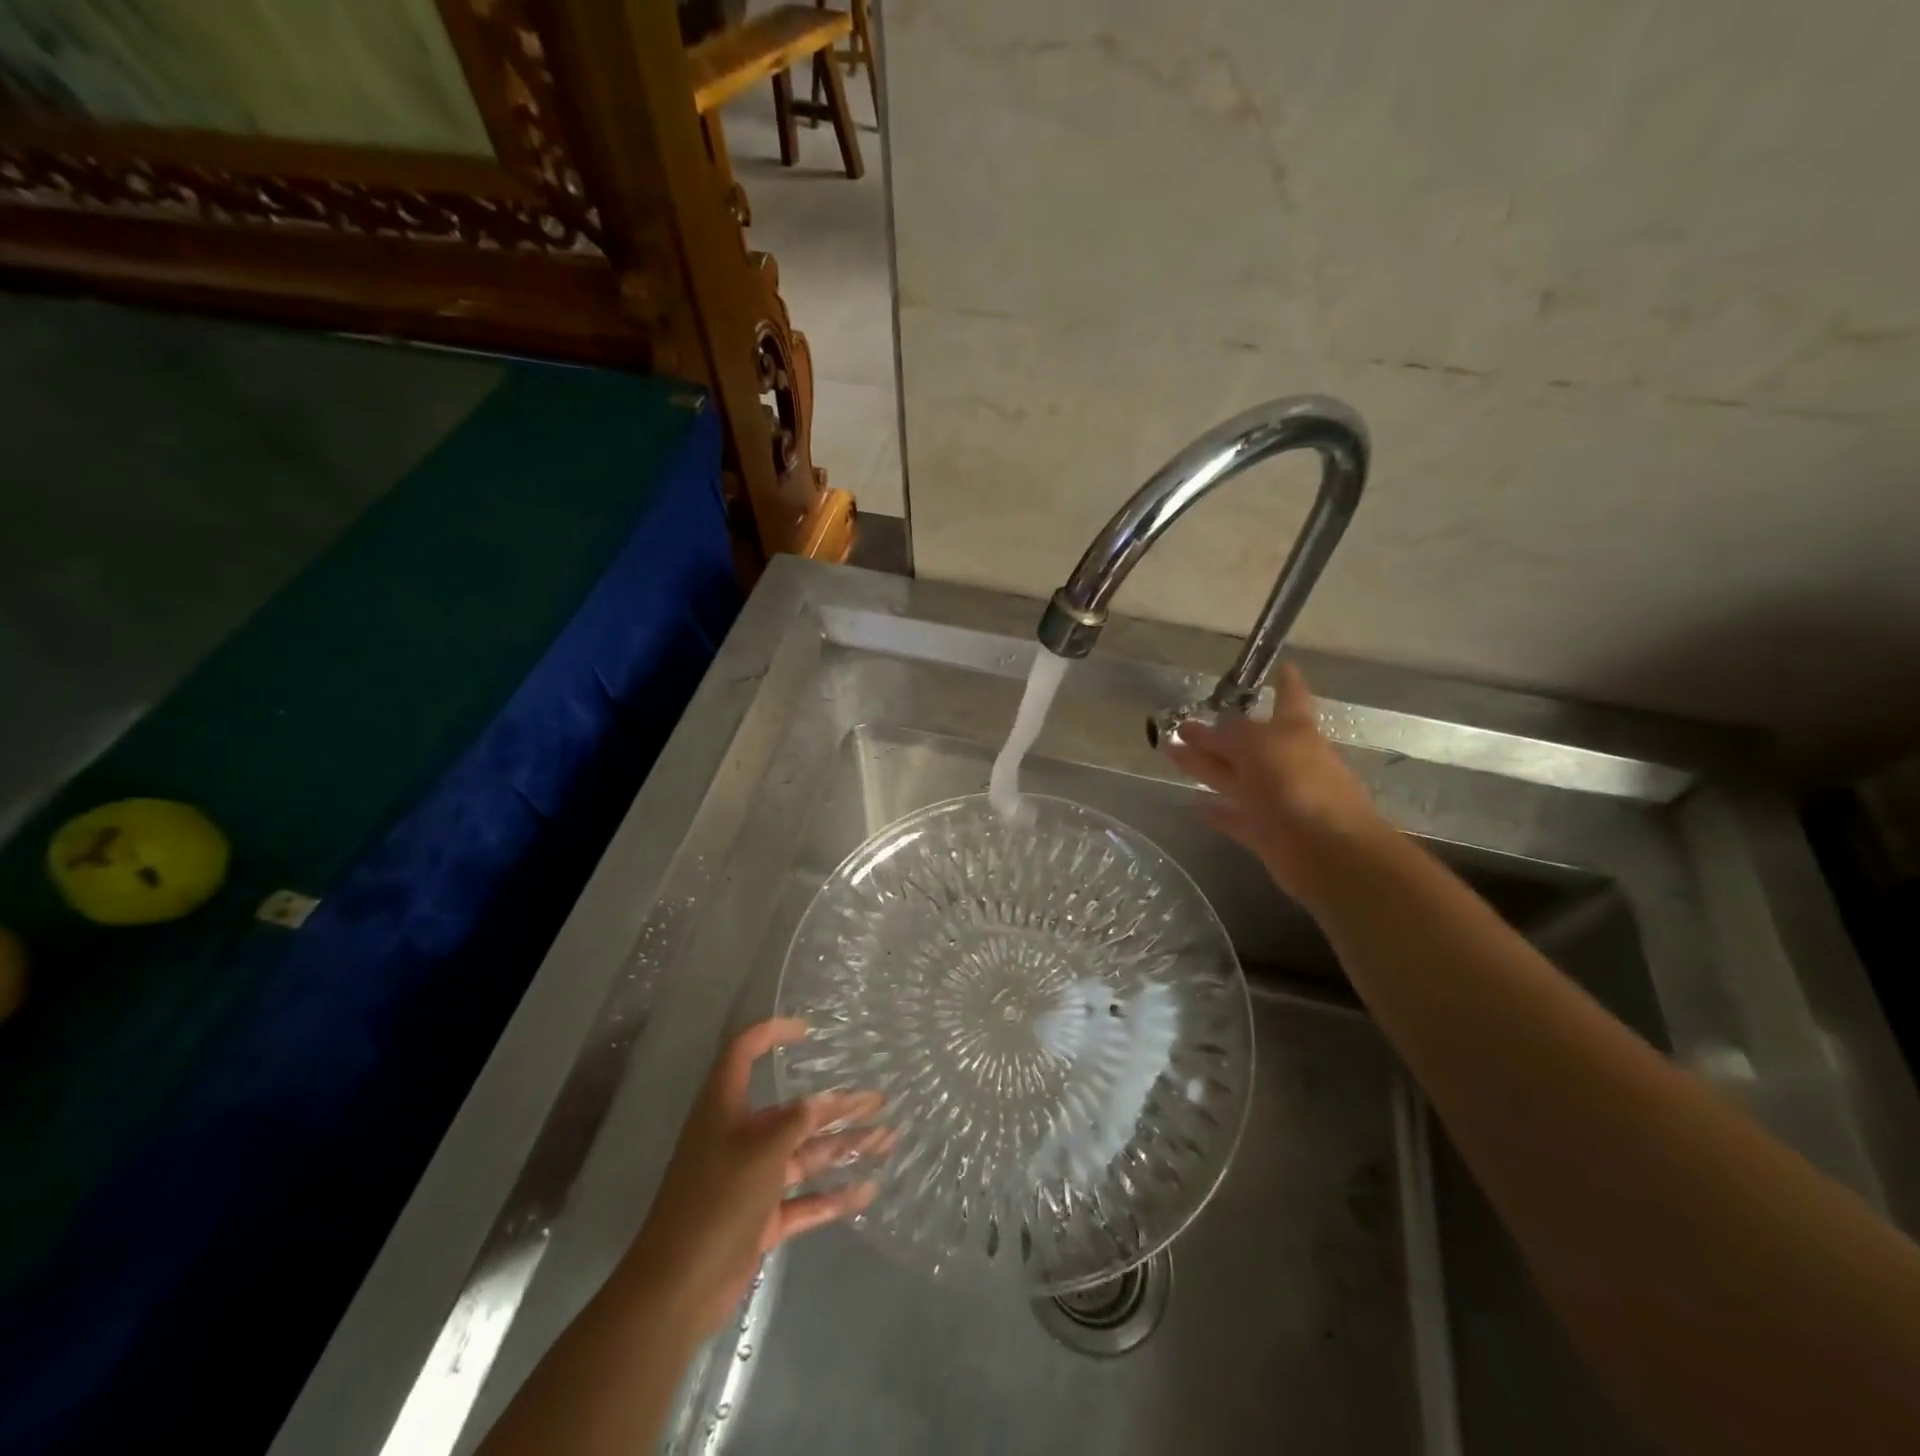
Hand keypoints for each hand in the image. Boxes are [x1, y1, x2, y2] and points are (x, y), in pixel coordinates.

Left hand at [622, 1018, 889, 1338]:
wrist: (677, 1289)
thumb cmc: (717, 1200)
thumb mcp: (762, 1150)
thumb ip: (797, 1122)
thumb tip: (821, 1101)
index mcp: (726, 1109)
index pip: (743, 1053)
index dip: (771, 1034)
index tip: (808, 1031)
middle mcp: (739, 1138)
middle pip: (792, 1112)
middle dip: (835, 1106)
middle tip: (877, 1100)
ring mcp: (750, 1181)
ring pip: (804, 1156)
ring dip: (843, 1147)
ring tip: (887, 1139)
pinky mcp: (759, 1220)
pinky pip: (803, 1200)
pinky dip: (832, 1196)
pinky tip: (867, 1190)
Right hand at [1161, 664, 1388, 905]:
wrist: (1327, 850)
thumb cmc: (1298, 784)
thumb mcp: (1258, 746)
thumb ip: (1228, 735)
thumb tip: (1203, 730)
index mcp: (1294, 732)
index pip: (1289, 698)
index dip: (1285, 683)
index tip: (1281, 666)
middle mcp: (1285, 762)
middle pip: (1245, 743)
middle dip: (1215, 733)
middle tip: (1182, 723)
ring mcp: (1275, 799)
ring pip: (1232, 777)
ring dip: (1203, 766)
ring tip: (1170, 754)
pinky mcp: (1265, 833)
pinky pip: (1234, 816)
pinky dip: (1216, 811)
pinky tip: (1192, 804)